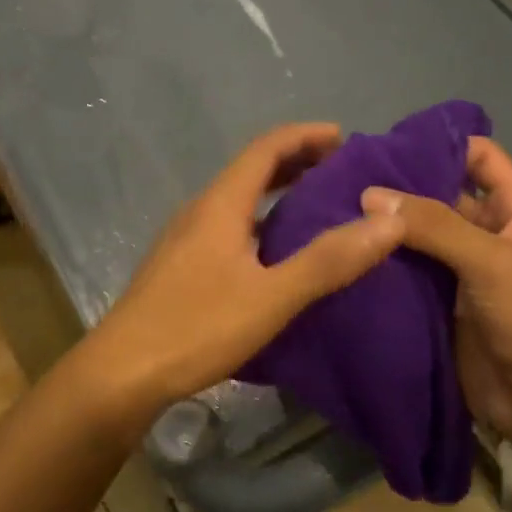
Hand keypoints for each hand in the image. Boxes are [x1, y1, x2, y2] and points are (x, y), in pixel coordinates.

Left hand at [87, 123, 405, 418]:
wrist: (120, 374)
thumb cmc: (196, 328)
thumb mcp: (271, 296)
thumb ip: (329, 260)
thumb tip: (391, 220)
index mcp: (220, 205)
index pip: (266, 148)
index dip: (306, 136)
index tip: (345, 138)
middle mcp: (199, 212)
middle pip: (251, 172)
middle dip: (296, 163)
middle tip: (340, 172)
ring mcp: (184, 241)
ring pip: (238, 203)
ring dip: (277, 196)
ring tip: (317, 210)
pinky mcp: (179, 269)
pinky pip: (228, 230)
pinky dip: (260, 226)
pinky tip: (275, 257)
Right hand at [360, 137, 511, 439]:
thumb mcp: (492, 260)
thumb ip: (434, 224)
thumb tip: (369, 194)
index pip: (481, 159)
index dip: (441, 145)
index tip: (385, 144)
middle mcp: (491, 236)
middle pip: (444, 198)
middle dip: (402, 190)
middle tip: (342, 181)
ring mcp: (466, 274)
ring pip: (422, 241)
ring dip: (388, 232)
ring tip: (333, 214)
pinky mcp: (444, 309)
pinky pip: (412, 279)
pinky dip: (386, 269)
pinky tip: (347, 257)